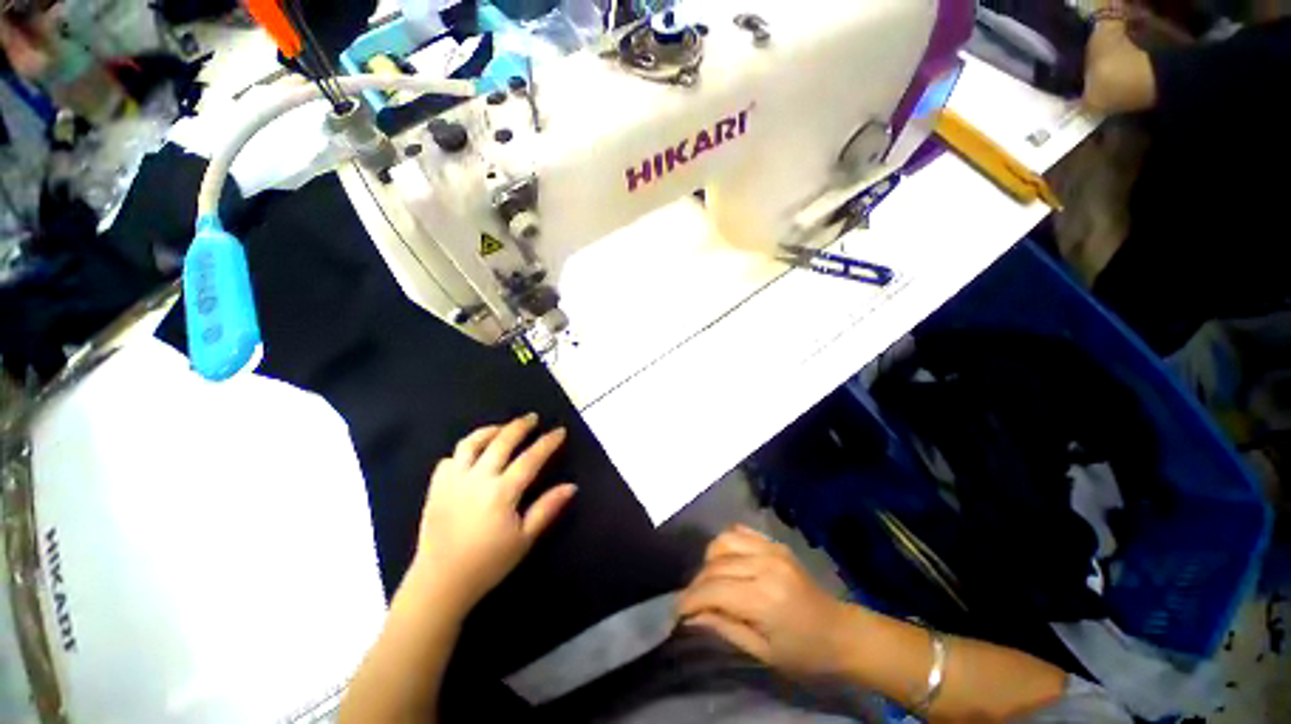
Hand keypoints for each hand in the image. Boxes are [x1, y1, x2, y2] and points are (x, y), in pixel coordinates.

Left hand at [410, 414, 576, 609]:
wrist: (440, 583)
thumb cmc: (488, 563)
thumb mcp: (524, 538)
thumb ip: (547, 508)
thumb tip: (572, 486)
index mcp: (501, 492)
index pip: (530, 458)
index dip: (547, 442)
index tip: (560, 431)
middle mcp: (477, 479)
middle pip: (501, 441)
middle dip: (520, 426)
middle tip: (532, 417)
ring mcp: (453, 481)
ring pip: (470, 443)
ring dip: (490, 431)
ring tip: (502, 429)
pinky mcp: (436, 488)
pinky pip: (449, 459)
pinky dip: (463, 452)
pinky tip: (473, 456)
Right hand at [678, 526, 854, 678]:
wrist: (841, 632)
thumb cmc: (804, 653)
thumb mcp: (762, 653)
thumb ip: (724, 628)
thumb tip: (692, 617)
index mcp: (764, 597)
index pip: (714, 589)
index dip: (690, 599)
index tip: (677, 611)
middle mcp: (765, 565)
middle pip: (715, 564)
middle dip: (697, 583)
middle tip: (693, 602)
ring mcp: (771, 549)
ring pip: (723, 540)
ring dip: (710, 560)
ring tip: (711, 580)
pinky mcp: (775, 543)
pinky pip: (740, 532)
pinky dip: (727, 544)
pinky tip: (727, 562)